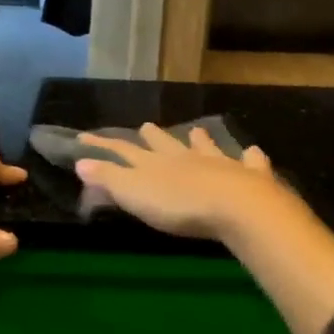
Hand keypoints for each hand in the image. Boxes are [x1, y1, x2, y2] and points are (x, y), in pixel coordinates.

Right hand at [74, 124, 294, 241]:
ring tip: (196, 131)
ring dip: (200, 141)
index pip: (124, 150)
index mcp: (155, 164)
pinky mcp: (249, 177)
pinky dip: (250, 157)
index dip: (103, 145)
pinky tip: (253, 152)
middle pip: (166, 145)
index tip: (86, 137)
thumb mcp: (134, 194)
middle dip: (154, 137)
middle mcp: (186, 158)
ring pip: (206, 148)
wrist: (235, 207)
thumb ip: (109, 178)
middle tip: (146, 126)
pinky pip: (250, 163)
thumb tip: (81, 161)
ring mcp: (220, 165)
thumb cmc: (179, 205)